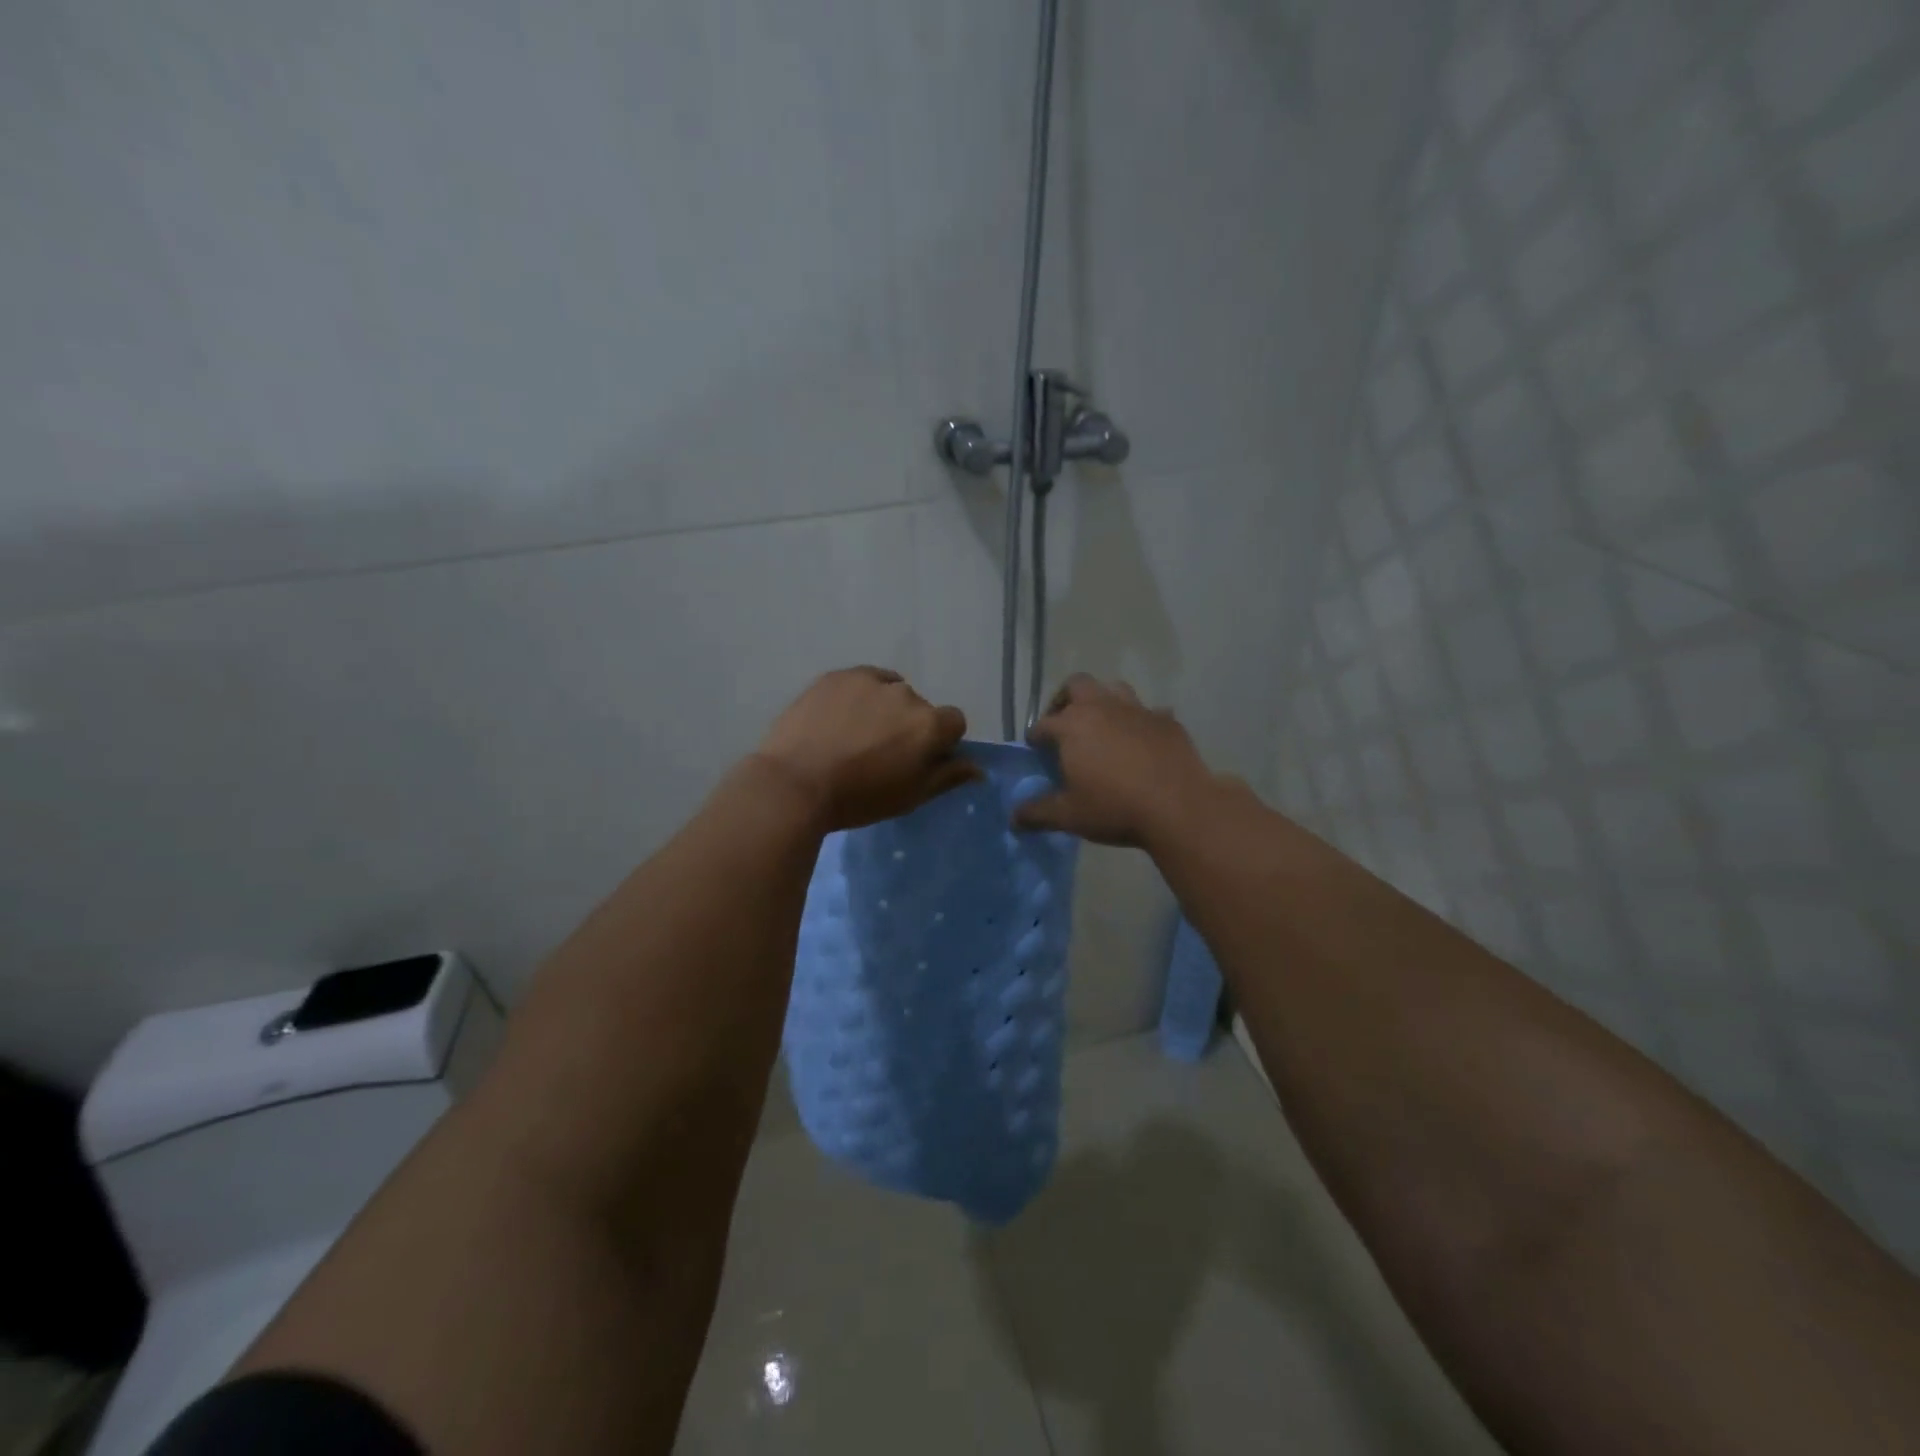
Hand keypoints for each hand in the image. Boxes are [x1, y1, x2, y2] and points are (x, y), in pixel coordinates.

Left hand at [754, 667, 978, 831]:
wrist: (795, 784)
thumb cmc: (858, 798)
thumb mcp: (909, 797)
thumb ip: (947, 777)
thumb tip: (977, 768)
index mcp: (929, 725)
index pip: (954, 722)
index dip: (940, 741)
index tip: (917, 759)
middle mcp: (906, 695)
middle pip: (920, 708)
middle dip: (908, 725)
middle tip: (880, 752)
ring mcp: (870, 680)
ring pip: (890, 691)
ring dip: (883, 708)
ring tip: (855, 734)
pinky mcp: (838, 676)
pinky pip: (862, 681)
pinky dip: (859, 696)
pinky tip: (839, 719)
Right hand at [1015, 675, 1215, 846]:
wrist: (1178, 807)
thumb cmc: (1115, 808)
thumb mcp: (1069, 816)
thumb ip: (1037, 813)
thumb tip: (1014, 817)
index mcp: (1072, 726)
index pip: (1042, 724)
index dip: (1036, 737)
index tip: (1036, 750)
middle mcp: (1102, 707)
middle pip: (1076, 685)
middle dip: (1065, 700)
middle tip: (1064, 725)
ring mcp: (1138, 710)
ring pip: (1114, 689)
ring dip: (1104, 702)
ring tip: (1102, 727)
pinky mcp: (1167, 721)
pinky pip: (1149, 712)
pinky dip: (1140, 722)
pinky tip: (1142, 742)